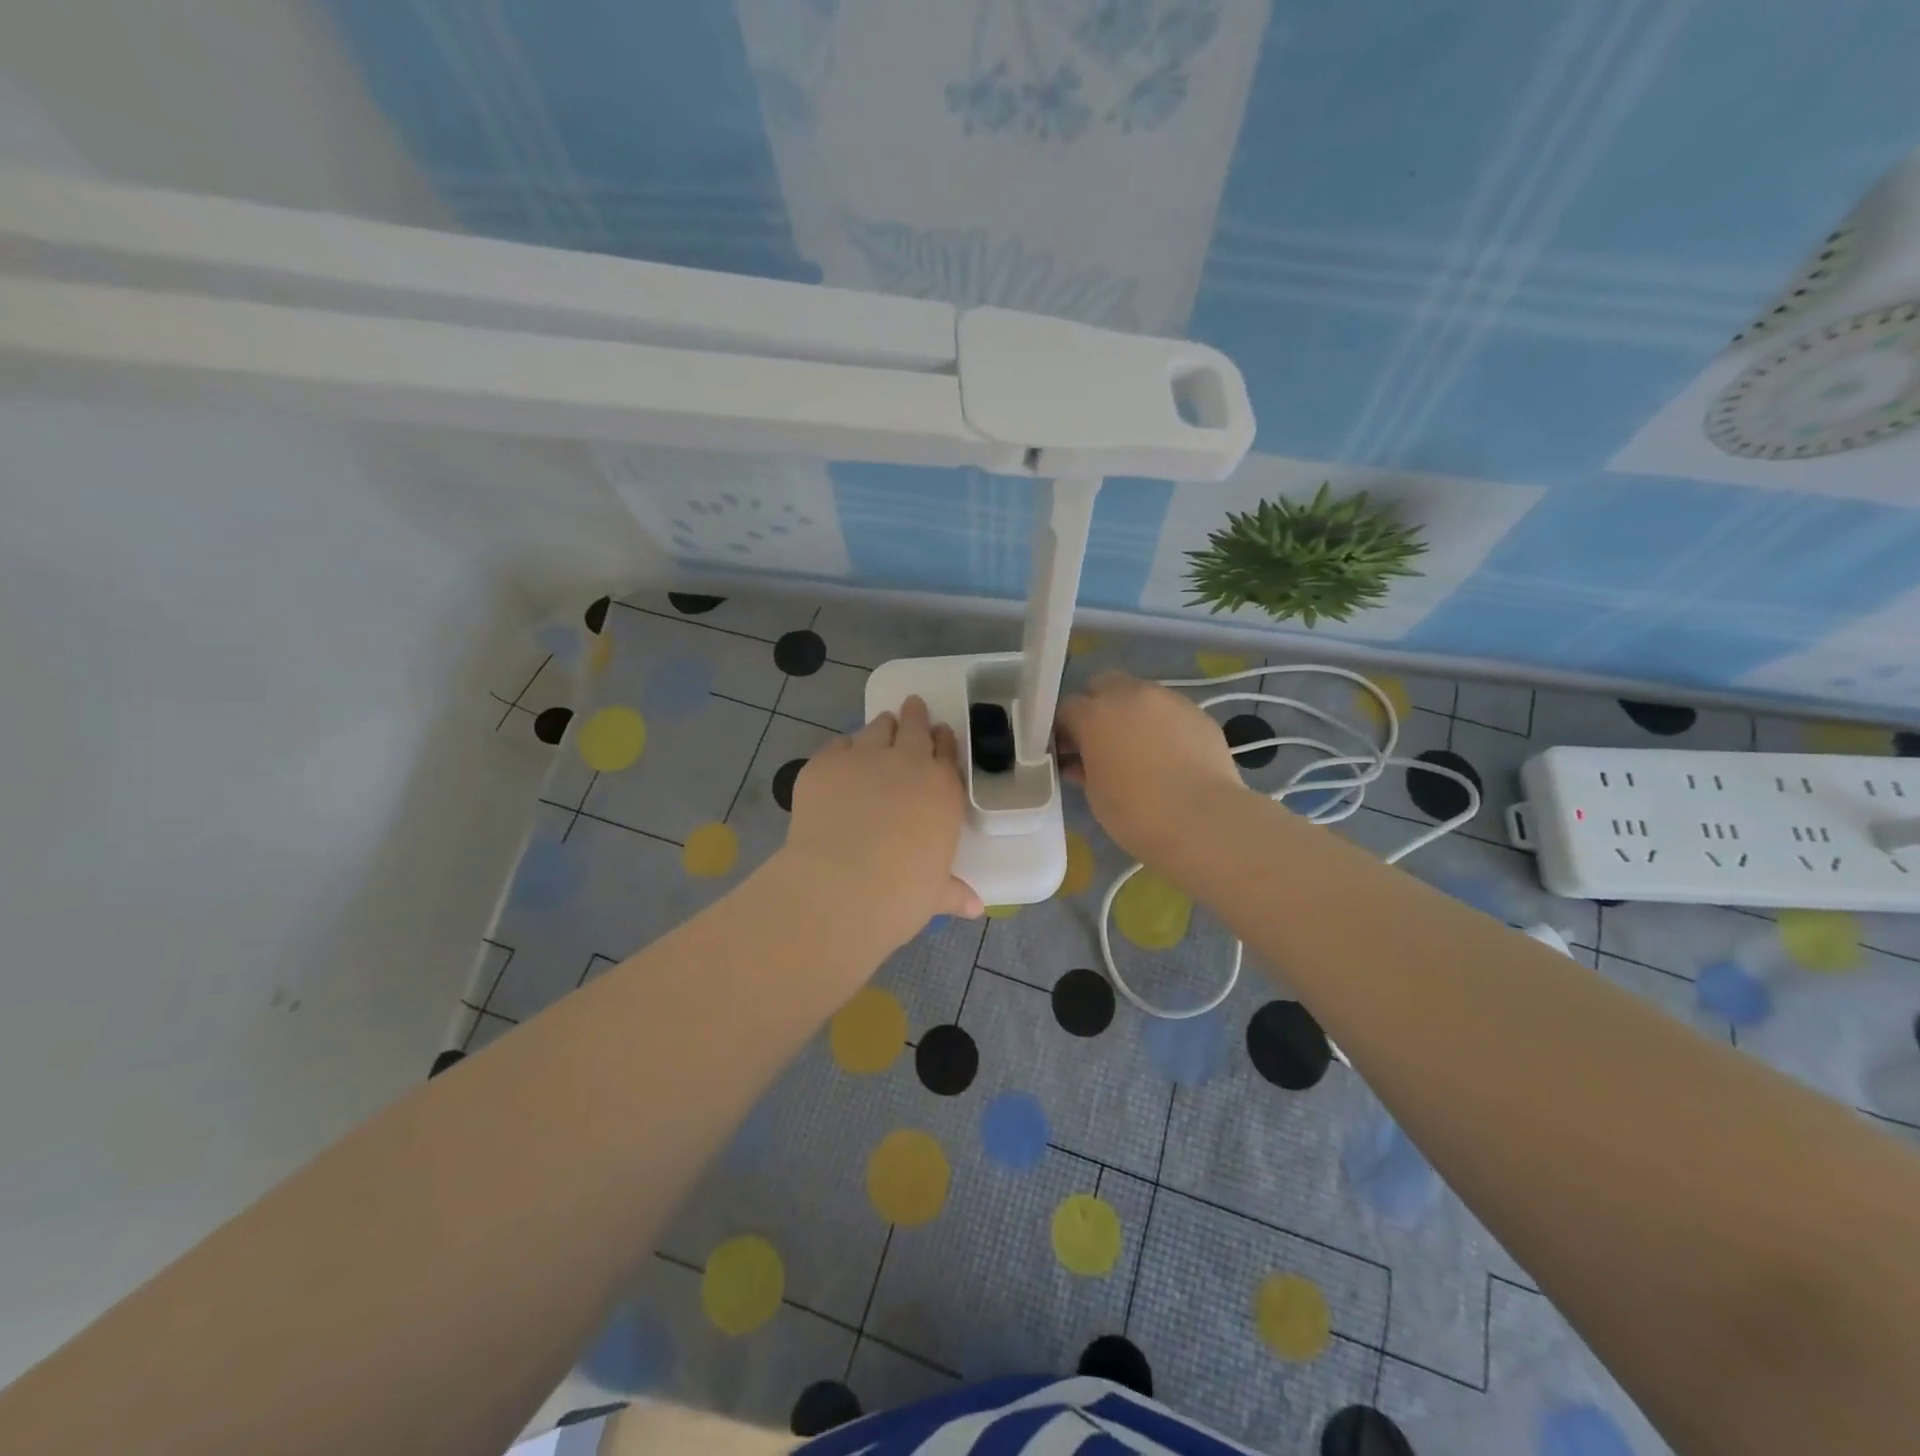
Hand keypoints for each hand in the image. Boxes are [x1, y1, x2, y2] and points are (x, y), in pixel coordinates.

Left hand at [781, 696, 982, 952]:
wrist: (842, 886)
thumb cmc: (902, 894)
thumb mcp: (934, 893)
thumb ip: (952, 890)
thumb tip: (974, 907)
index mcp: (942, 790)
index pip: (947, 753)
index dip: (944, 741)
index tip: (940, 733)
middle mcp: (907, 764)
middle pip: (915, 728)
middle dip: (916, 717)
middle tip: (914, 706)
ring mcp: (864, 758)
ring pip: (877, 729)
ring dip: (882, 726)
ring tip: (881, 725)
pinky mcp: (824, 764)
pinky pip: (837, 745)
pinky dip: (843, 749)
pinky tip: (840, 757)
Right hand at [1056, 672, 1244, 861]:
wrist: (1205, 821)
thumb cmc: (1137, 813)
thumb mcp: (1096, 794)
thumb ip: (1084, 767)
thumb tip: (1080, 761)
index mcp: (1095, 714)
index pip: (1067, 708)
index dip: (1063, 729)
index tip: (1067, 751)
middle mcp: (1130, 695)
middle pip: (1103, 685)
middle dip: (1097, 705)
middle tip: (1101, 740)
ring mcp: (1168, 699)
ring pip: (1139, 694)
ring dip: (1131, 712)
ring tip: (1139, 748)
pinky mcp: (1198, 712)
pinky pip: (1170, 710)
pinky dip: (1162, 724)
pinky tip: (1170, 754)